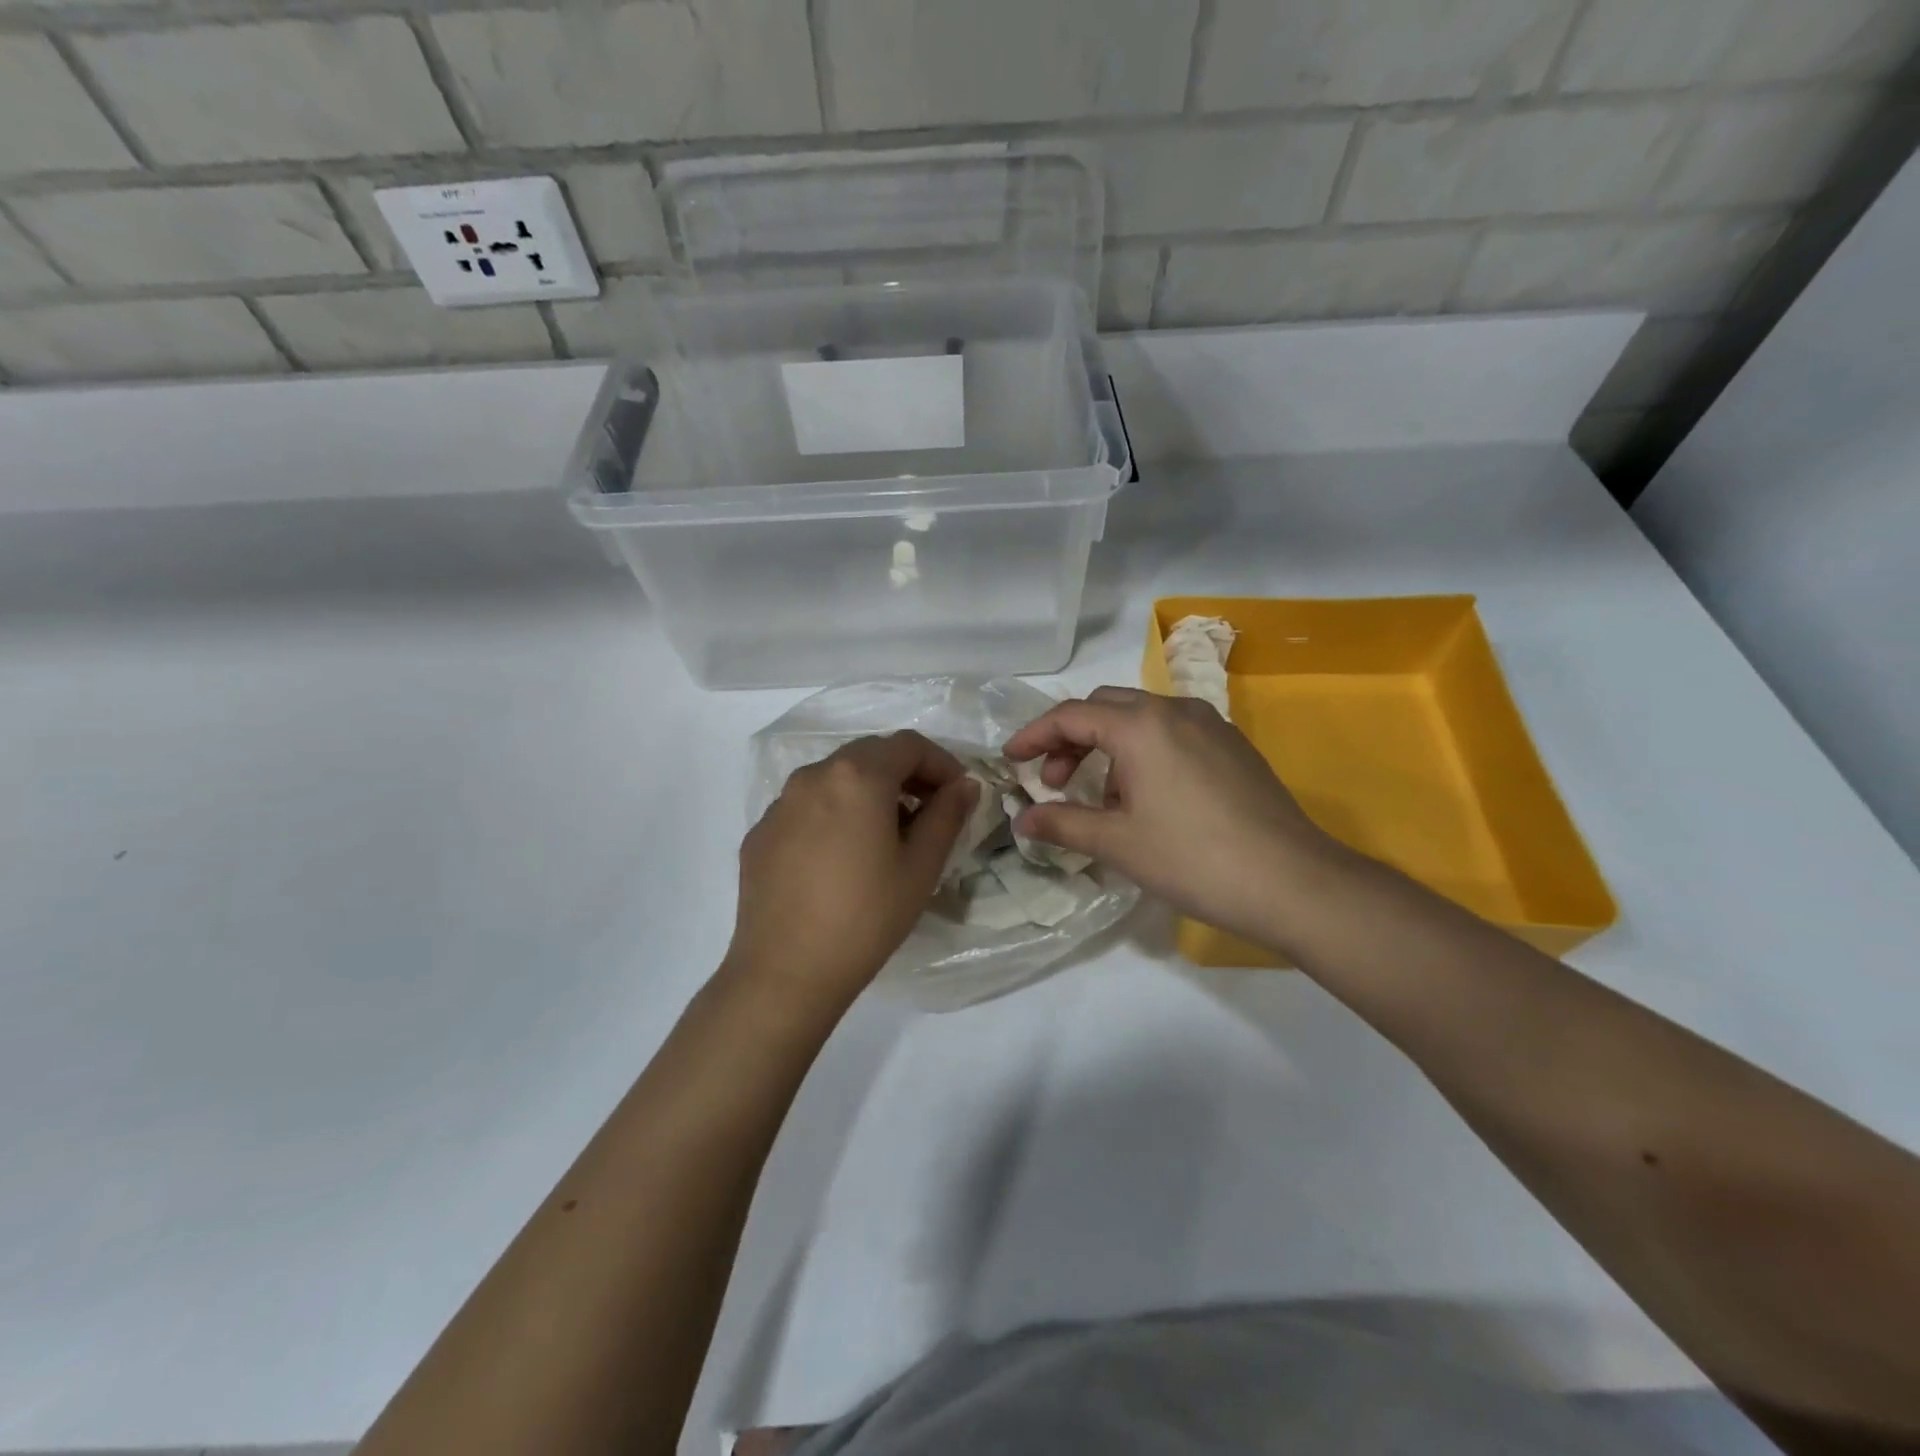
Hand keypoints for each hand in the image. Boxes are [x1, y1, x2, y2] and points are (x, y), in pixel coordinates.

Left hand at [726, 732, 976, 1009]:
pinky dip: (834, 814)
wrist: (786, 971)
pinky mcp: (760, 832)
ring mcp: (780, 804)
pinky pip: (806, 807)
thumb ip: (947, 815)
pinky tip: (841, 858)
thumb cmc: (866, 917)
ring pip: (835, 778)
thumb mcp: (920, 867)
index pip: (908, 745)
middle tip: (928, 811)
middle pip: (869, 755)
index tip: (958, 793)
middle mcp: (813, 776)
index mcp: (857, 776)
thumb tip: (964, 785)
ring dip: (868, 792)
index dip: (941, 762)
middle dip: (905, 774)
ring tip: (886, 836)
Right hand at [1003, 689, 1343, 952]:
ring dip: (1108, 745)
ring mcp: (1210, 725)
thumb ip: (1063, 824)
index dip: (1034, 736)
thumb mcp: (1118, 843)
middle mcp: (1175, 711)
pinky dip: (1143, 751)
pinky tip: (1147, 796)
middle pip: (1105, 708)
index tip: (1011, 760)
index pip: (1071, 716)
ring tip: (1102, 798)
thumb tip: (1022, 821)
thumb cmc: (1193, 859)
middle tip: (1054, 782)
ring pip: (1141, 718)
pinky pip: (1172, 733)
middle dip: (1070, 738)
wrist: (1292, 882)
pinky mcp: (1233, 746)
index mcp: (1141, 726)